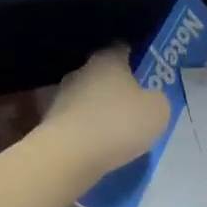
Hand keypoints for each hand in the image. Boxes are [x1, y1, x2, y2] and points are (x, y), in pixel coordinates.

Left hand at [42, 45, 171, 178]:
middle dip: (118, 87)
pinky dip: (87, 131)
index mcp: (108, 59)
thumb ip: (157, 99)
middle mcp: (81, 71)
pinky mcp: (49, 123)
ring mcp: (60, 97)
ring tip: (117, 132)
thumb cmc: (118, 123)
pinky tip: (99, 147)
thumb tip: (150, 99)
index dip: (137, 60)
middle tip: (136, 105)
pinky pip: (77, 123)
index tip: (149, 74)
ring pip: (87, 99)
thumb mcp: (158, 110)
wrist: (68, 156)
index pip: (123, 49)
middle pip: (103, 74)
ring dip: (100, 111)